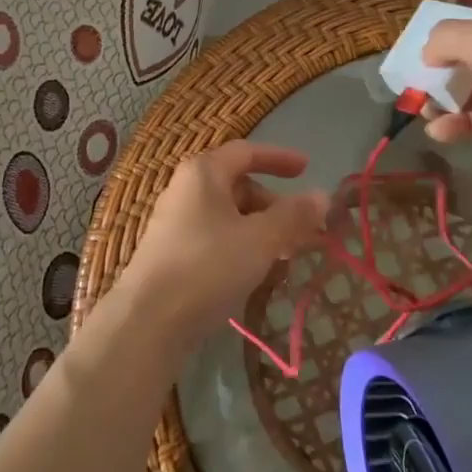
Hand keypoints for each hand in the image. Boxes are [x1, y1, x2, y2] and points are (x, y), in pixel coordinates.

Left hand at [118, 141, 328, 340]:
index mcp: (203, 172)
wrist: (149, 320)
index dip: (279, 158)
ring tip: (286, 256)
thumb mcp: (260, 239)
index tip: (307, 168)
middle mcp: (186, 189)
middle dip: (275, 205)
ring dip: (262, 230)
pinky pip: (216, 238)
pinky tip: (257, 272)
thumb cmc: (208, 266)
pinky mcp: (172, 253)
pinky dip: (242, 246)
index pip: (246, 152)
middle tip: (305, 230)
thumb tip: (322, 195)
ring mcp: (176, 222)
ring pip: (229, 216)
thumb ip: (293, 216)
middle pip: (239, 186)